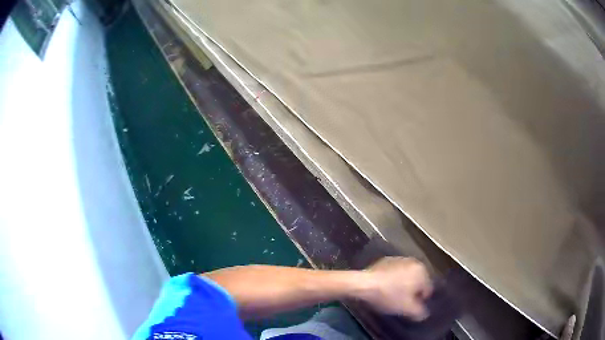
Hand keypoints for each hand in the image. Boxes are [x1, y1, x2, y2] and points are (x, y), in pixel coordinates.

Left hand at [360, 257, 432, 320]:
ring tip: (391, 296)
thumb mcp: (407, 309)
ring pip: (406, 277)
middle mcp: (414, 261)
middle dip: (411, 292)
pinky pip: (394, 273)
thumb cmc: (389, 295)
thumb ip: (420, 312)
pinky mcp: (386, 260)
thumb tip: (424, 314)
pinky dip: (392, 280)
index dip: (419, 301)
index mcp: (422, 271)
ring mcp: (399, 259)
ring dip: (402, 286)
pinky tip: (384, 288)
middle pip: (417, 282)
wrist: (364, 283)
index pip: (427, 290)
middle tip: (401, 303)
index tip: (409, 307)